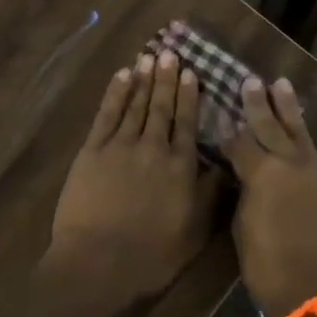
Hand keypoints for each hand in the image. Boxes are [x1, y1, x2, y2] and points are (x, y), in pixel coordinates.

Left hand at [45, 50, 223, 305]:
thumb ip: (209, 196)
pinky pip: (106, 114)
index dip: (189, 97)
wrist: (98, 263)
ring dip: (143, 80)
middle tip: (170, 53)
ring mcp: (120, 146)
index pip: (187, 123)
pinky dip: (115, 93)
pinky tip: (121, 76)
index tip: (192, 73)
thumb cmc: (151, 255)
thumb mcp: (194, 232)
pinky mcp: (92, 151)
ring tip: (149, 57)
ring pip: (135, 104)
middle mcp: (153, 147)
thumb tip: (224, 167)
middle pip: (162, 107)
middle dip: (166, 79)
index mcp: (180, 166)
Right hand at [225, 77, 316, 316]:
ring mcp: (315, 174)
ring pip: (298, 133)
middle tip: (250, 81)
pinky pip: (313, 154)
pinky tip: (299, 131)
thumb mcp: (243, 227)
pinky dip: (303, 138)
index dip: (230, 129)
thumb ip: (245, 192)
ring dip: (288, 108)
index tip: (222, 111)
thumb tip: (245, 173)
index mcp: (263, 174)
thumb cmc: (269, 267)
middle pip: (271, 127)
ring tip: (281, 84)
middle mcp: (290, 165)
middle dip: (258, 103)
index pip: (242, 142)